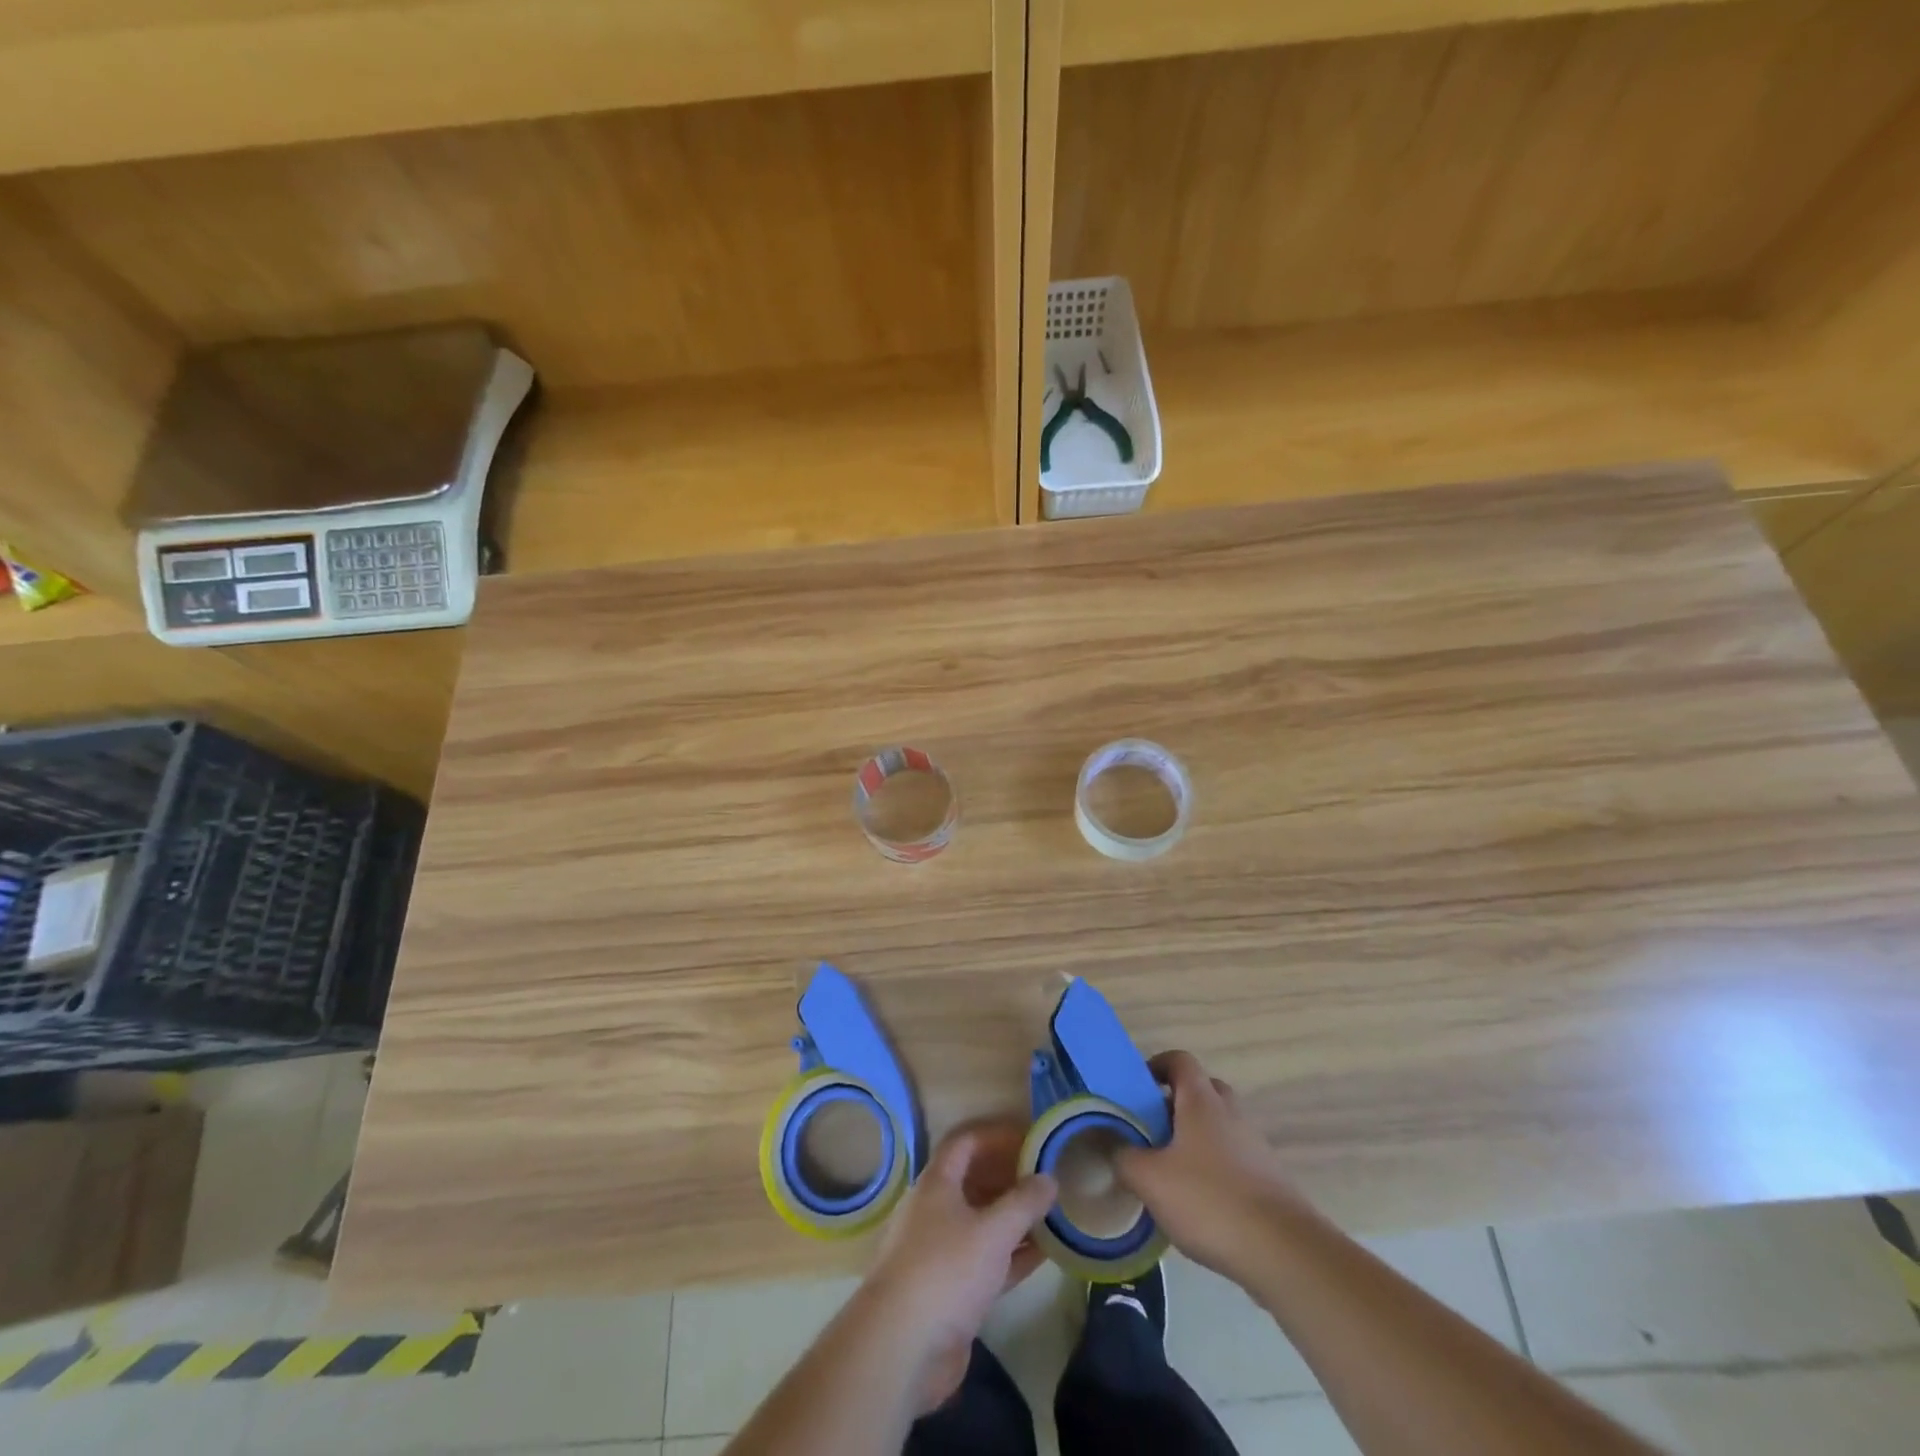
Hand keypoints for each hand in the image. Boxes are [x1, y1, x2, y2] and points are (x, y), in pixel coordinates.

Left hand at [863, 1120, 1056, 1413]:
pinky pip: (986, 1260)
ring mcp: (940, 1251)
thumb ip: (1024, 1203)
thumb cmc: (946, 1270)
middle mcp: (935, 1210)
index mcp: (937, 1183)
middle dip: (1010, 1177)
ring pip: (982, 1222)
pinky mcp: (950, 1290)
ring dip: (1014, 1218)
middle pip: (974, 1181)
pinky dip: (1012, 1254)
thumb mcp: (992, 1231)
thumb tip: (1049, 1178)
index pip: (966, 1142)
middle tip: (1047, 1178)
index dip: (997, 1136)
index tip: (1030, 1138)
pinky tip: (1044, 1254)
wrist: (902, 1346)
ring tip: (1053, 1214)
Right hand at [1115, 1050, 1303, 1284]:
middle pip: (1203, 1091)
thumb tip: (1114, 1146)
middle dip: (1175, 1104)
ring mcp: (1255, 1147)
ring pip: (1219, 1127)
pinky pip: (1234, 1160)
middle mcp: (1231, 1114)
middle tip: (1151, 1129)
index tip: (1136, 1089)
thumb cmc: (1210, 1200)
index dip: (1156, 1066)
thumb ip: (1124, 1157)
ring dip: (1195, 1139)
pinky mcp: (1270, 1181)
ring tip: (1169, 1172)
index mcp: (1202, 1101)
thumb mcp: (1150, 1179)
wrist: (1285, 1254)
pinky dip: (1214, 1169)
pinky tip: (1198, 1204)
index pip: (1180, 1060)